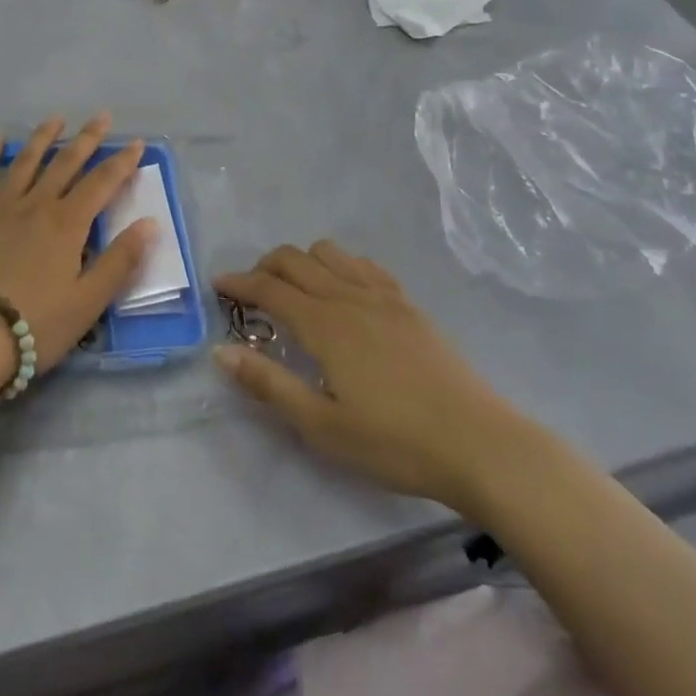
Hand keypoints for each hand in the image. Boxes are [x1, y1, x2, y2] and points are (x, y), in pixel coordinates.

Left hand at [0, 113, 154, 372]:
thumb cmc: (35, 323)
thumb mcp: (88, 301)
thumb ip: (121, 260)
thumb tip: (150, 223)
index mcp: (68, 223)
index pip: (102, 182)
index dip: (122, 161)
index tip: (137, 142)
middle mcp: (37, 204)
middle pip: (66, 162)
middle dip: (87, 138)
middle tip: (101, 116)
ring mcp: (1, 206)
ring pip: (26, 161)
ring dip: (43, 137)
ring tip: (56, 119)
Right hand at [214, 243, 518, 510]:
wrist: (478, 443)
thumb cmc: (394, 443)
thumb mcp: (322, 426)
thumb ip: (269, 385)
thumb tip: (221, 352)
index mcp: (324, 324)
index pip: (270, 288)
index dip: (239, 282)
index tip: (217, 283)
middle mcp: (349, 296)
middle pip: (295, 259)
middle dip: (265, 266)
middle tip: (251, 292)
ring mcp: (383, 296)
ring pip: (330, 253)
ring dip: (302, 261)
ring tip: (295, 291)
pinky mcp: (408, 304)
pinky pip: (364, 265)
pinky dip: (339, 265)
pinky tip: (343, 293)